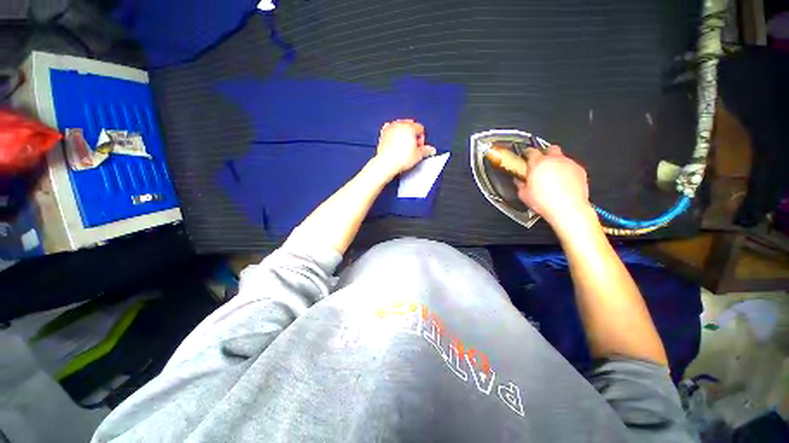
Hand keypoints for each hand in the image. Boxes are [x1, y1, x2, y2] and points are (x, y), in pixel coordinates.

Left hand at [374, 119, 435, 176]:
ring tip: (404, 146)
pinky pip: (390, 129)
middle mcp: (400, 124)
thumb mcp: (418, 156)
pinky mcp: (383, 133)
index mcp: (410, 127)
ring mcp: (391, 128)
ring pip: (400, 126)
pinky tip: (395, 142)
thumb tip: (431, 150)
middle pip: (410, 125)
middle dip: (412, 135)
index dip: (421, 138)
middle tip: (412, 146)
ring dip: (403, 133)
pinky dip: (394, 134)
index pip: (420, 128)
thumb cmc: (401, 159)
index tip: (419, 147)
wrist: (387, 163)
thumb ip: (426, 150)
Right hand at [514, 146, 590, 226]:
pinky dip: (567, 171)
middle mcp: (554, 160)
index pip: (531, 151)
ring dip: (556, 164)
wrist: (568, 209)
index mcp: (538, 163)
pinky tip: (563, 183)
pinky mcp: (580, 170)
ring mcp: (569, 164)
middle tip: (541, 164)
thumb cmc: (544, 202)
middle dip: (545, 154)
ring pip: (562, 158)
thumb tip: (519, 181)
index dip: (527, 153)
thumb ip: (520, 184)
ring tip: (552, 177)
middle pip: (550, 148)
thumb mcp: (524, 195)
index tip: (526, 157)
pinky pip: (571, 166)